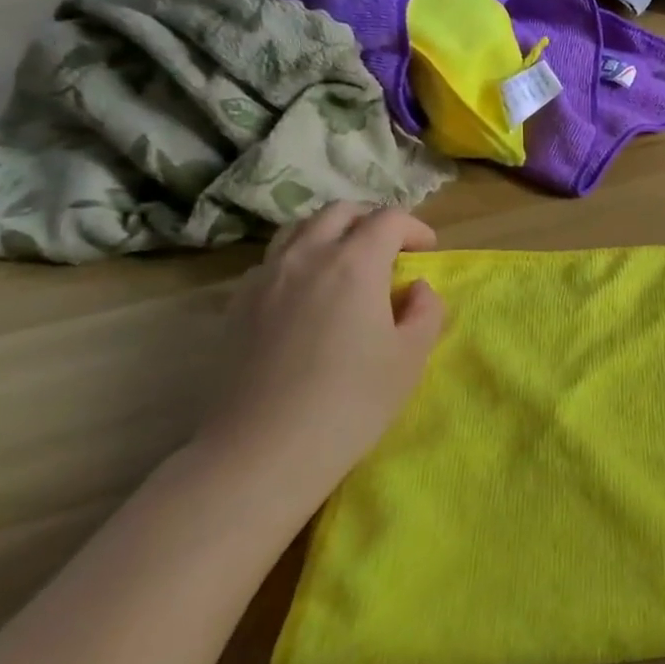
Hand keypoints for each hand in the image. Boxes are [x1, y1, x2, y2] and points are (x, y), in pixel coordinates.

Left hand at [195, 203, 443, 520]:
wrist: (263, 451)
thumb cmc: (352, 402)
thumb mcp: (411, 357)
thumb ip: (426, 310)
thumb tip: (415, 288)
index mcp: (355, 263)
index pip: (389, 218)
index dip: (415, 228)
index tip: (427, 252)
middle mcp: (307, 256)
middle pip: (340, 212)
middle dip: (372, 222)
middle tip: (390, 251)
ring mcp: (265, 277)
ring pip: (300, 229)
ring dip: (331, 234)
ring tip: (347, 264)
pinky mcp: (237, 304)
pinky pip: (273, 260)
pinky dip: (299, 259)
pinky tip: (307, 294)